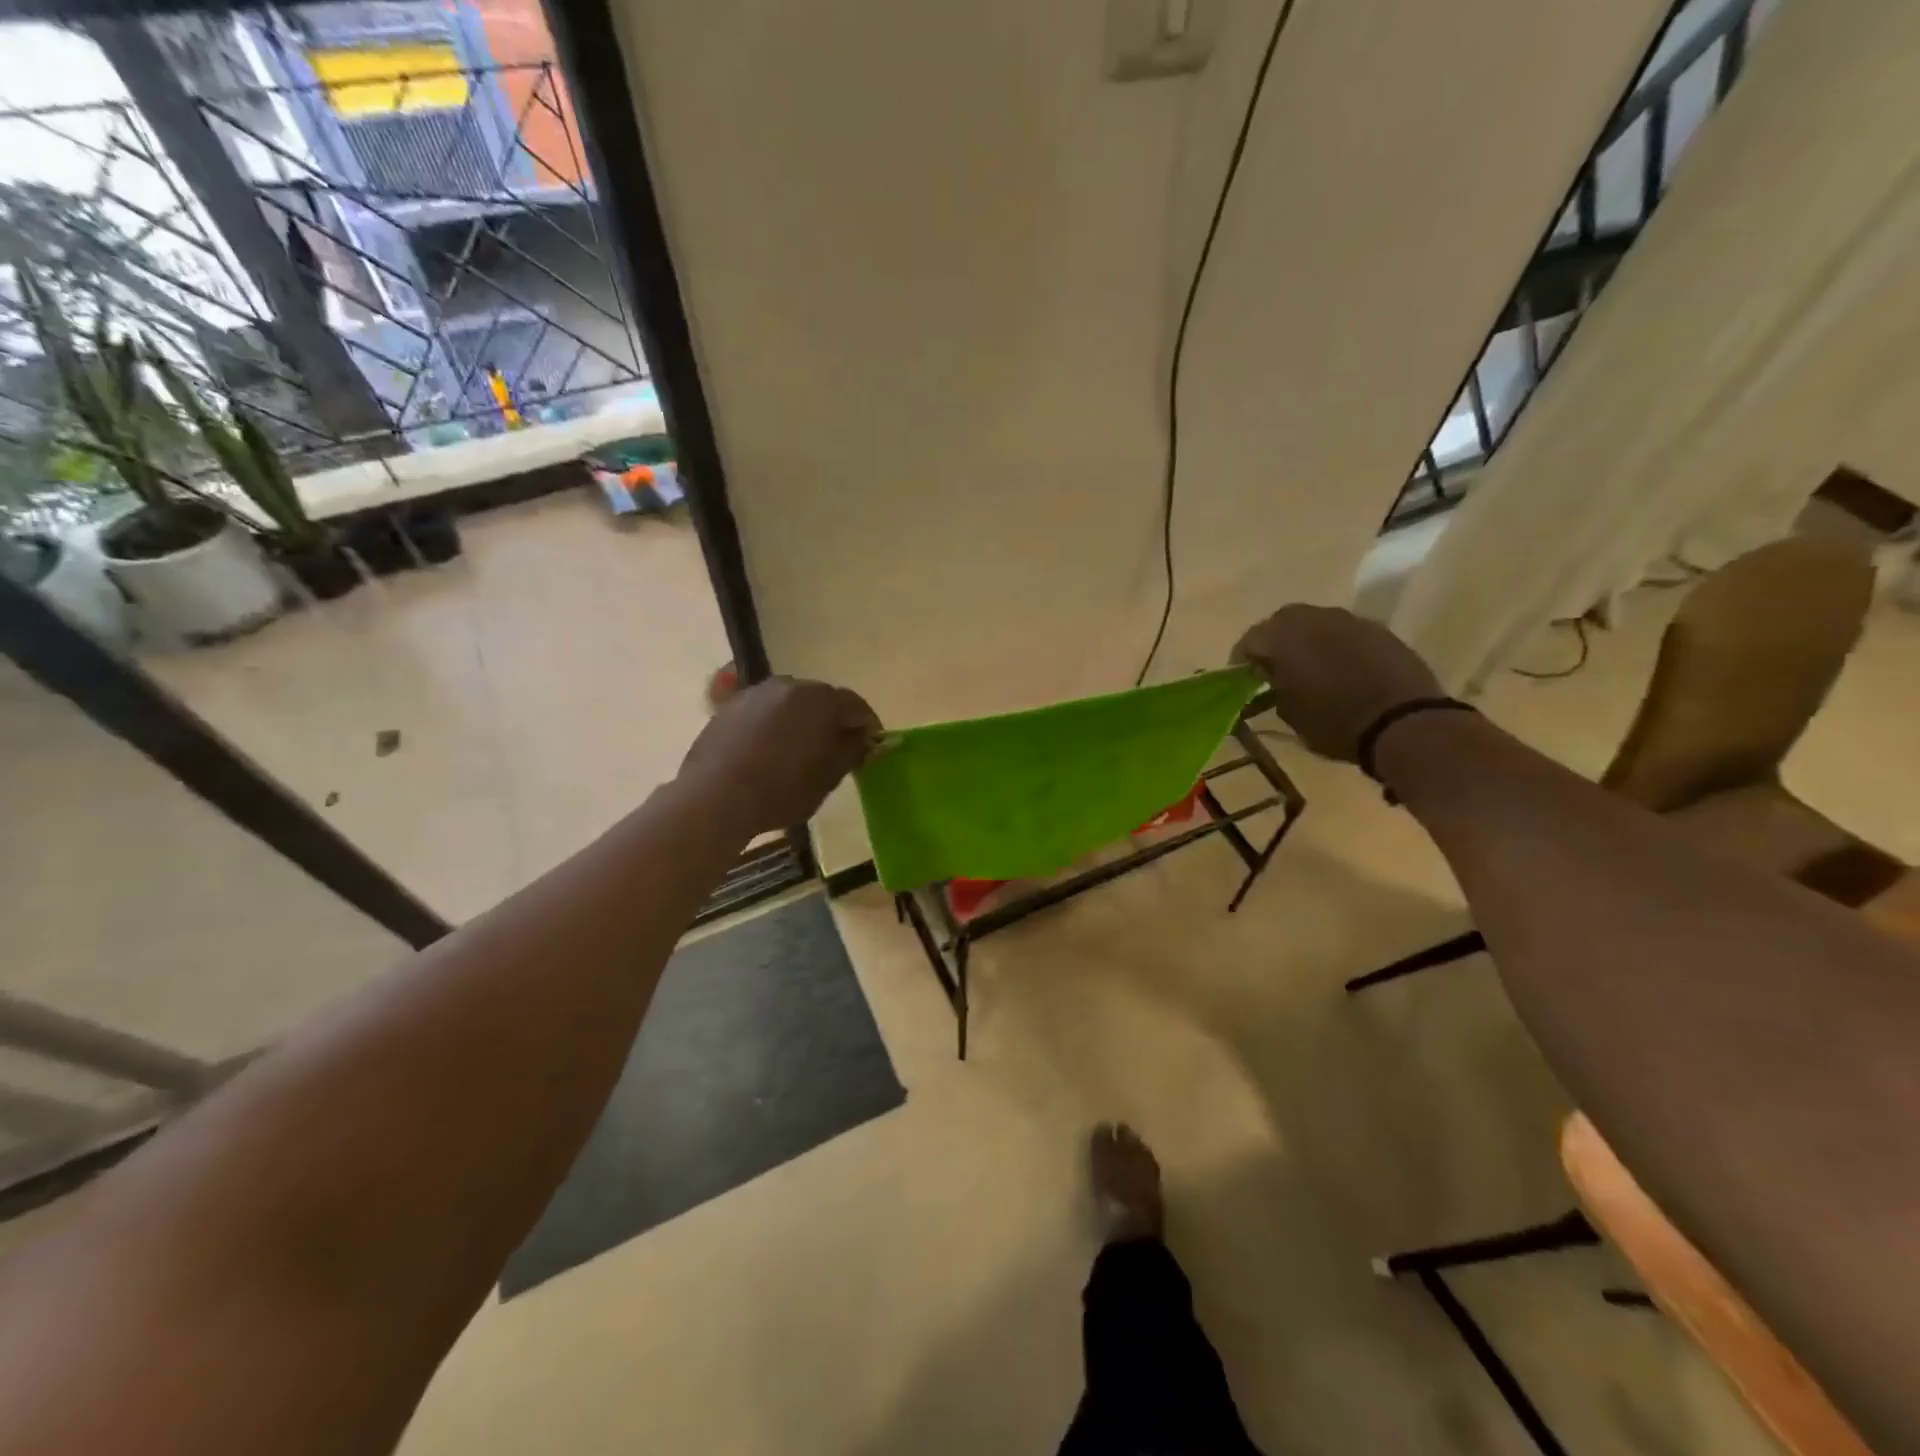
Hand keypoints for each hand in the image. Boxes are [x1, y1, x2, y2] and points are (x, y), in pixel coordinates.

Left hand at [679, 676, 881, 834]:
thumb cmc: (780, 789)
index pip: (854, 704)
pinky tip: (771, 750)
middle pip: (821, 698)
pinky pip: (765, 711)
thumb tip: (865, 739)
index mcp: (818, 699)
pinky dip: (775, 724)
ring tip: (803, 749)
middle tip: (838, 748)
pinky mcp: (729, 707)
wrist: (714, 797)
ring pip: (791, 702)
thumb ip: (852, 751)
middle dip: (833, 720)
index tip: (870, 745)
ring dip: (802, 720)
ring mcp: (755, 693)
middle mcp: (788, 685)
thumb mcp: (827, 777)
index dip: (866, 724)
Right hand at [1231, 605, 1441, 761]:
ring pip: (1316, 623)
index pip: (1251, 639)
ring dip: (1306, 641)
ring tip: (1307, 667)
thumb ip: (1272, 688)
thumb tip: (1269, 679)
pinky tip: (1339, 669)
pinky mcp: (1380, 631)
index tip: (1242, 679)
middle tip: (1272, 668)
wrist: (1404, 724)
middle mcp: (1315, 618)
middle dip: (1274, 642)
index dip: (1242, 660)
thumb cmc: (1334, 722)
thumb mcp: (1289, 712)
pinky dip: (1334, 645)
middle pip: (1283, 621)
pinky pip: (1345, 632)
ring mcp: (1351, 620)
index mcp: (1284, 636)